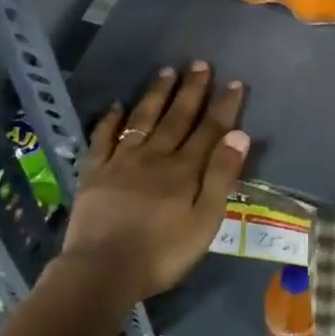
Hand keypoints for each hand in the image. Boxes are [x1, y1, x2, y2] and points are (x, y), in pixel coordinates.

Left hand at [61, 63, 249, 300]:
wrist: (102, 271)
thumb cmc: (162, 253)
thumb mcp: (205, 221)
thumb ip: (222, 176)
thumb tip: (239, 134)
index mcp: (185, 170)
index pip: (209, 130)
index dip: (223, 106)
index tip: (234, 82)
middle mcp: (155, 156)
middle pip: (177, 117)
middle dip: (191, 90)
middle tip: (199, 63)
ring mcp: (122, 162)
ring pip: (143, 120)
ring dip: (156, 95)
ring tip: (166, 71)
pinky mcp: (94, 173)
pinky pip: (102, 139)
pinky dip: (110, 121)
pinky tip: (116, 106)